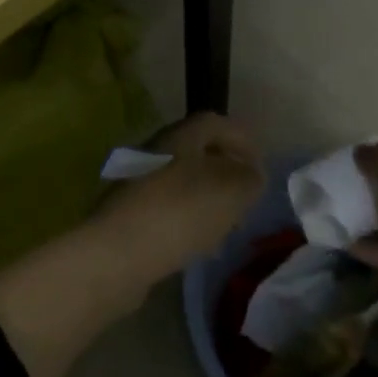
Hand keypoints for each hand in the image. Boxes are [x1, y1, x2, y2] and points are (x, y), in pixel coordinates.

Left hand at [100, 113, 264, 276]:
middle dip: (226, 174)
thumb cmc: (180, 212)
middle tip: (245, 200)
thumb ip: (250, 179)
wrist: (117, 254)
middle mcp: (156, 150)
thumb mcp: (231, 191)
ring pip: (184, 183)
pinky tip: (198, 245)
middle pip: (199, 153)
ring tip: (226, 227)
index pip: (216, 122)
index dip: (242, 140)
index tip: (260, 168)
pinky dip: (188, 220)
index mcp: (180, 135)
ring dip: (208, 200)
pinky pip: (168, 209)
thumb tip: (251, 174)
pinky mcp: (129, 213)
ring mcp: (138, 182)